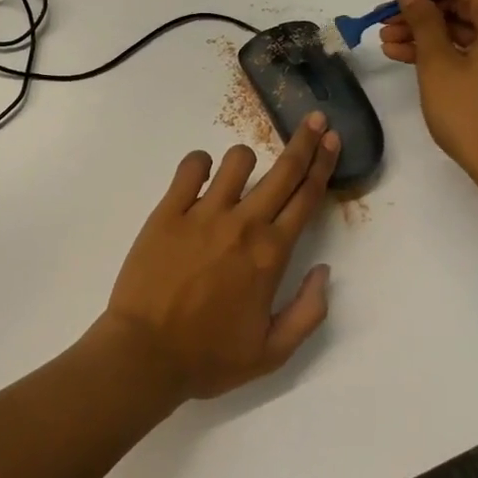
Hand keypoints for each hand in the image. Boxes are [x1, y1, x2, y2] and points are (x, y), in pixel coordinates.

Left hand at [101, 116, 339, 400]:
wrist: (145, 354)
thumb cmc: (209, 357)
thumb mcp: (273, 352)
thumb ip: (309, 311)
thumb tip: (323, 270)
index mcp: (271, 255)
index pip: (306, 198)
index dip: (323, 165)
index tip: (332, 140)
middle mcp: (243, 224)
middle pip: (282, 171)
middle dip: (304, 142)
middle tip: (314, 120)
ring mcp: (203, 212)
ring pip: (236, 161)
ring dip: (246, 160)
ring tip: (242, 172)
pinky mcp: (168, 209)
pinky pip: (190, 167)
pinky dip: (200, 164)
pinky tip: (201, 175)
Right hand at [377, 0, 477, 203]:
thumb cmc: (474, 115)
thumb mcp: (438, 64)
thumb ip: (421, 18)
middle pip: (464, 0)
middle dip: (420, 8)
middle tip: (382, 20)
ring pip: (466, 26)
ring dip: (426, 30)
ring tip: (386, 42)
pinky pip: (474, 47)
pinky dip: (443, 48)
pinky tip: (406, 56)